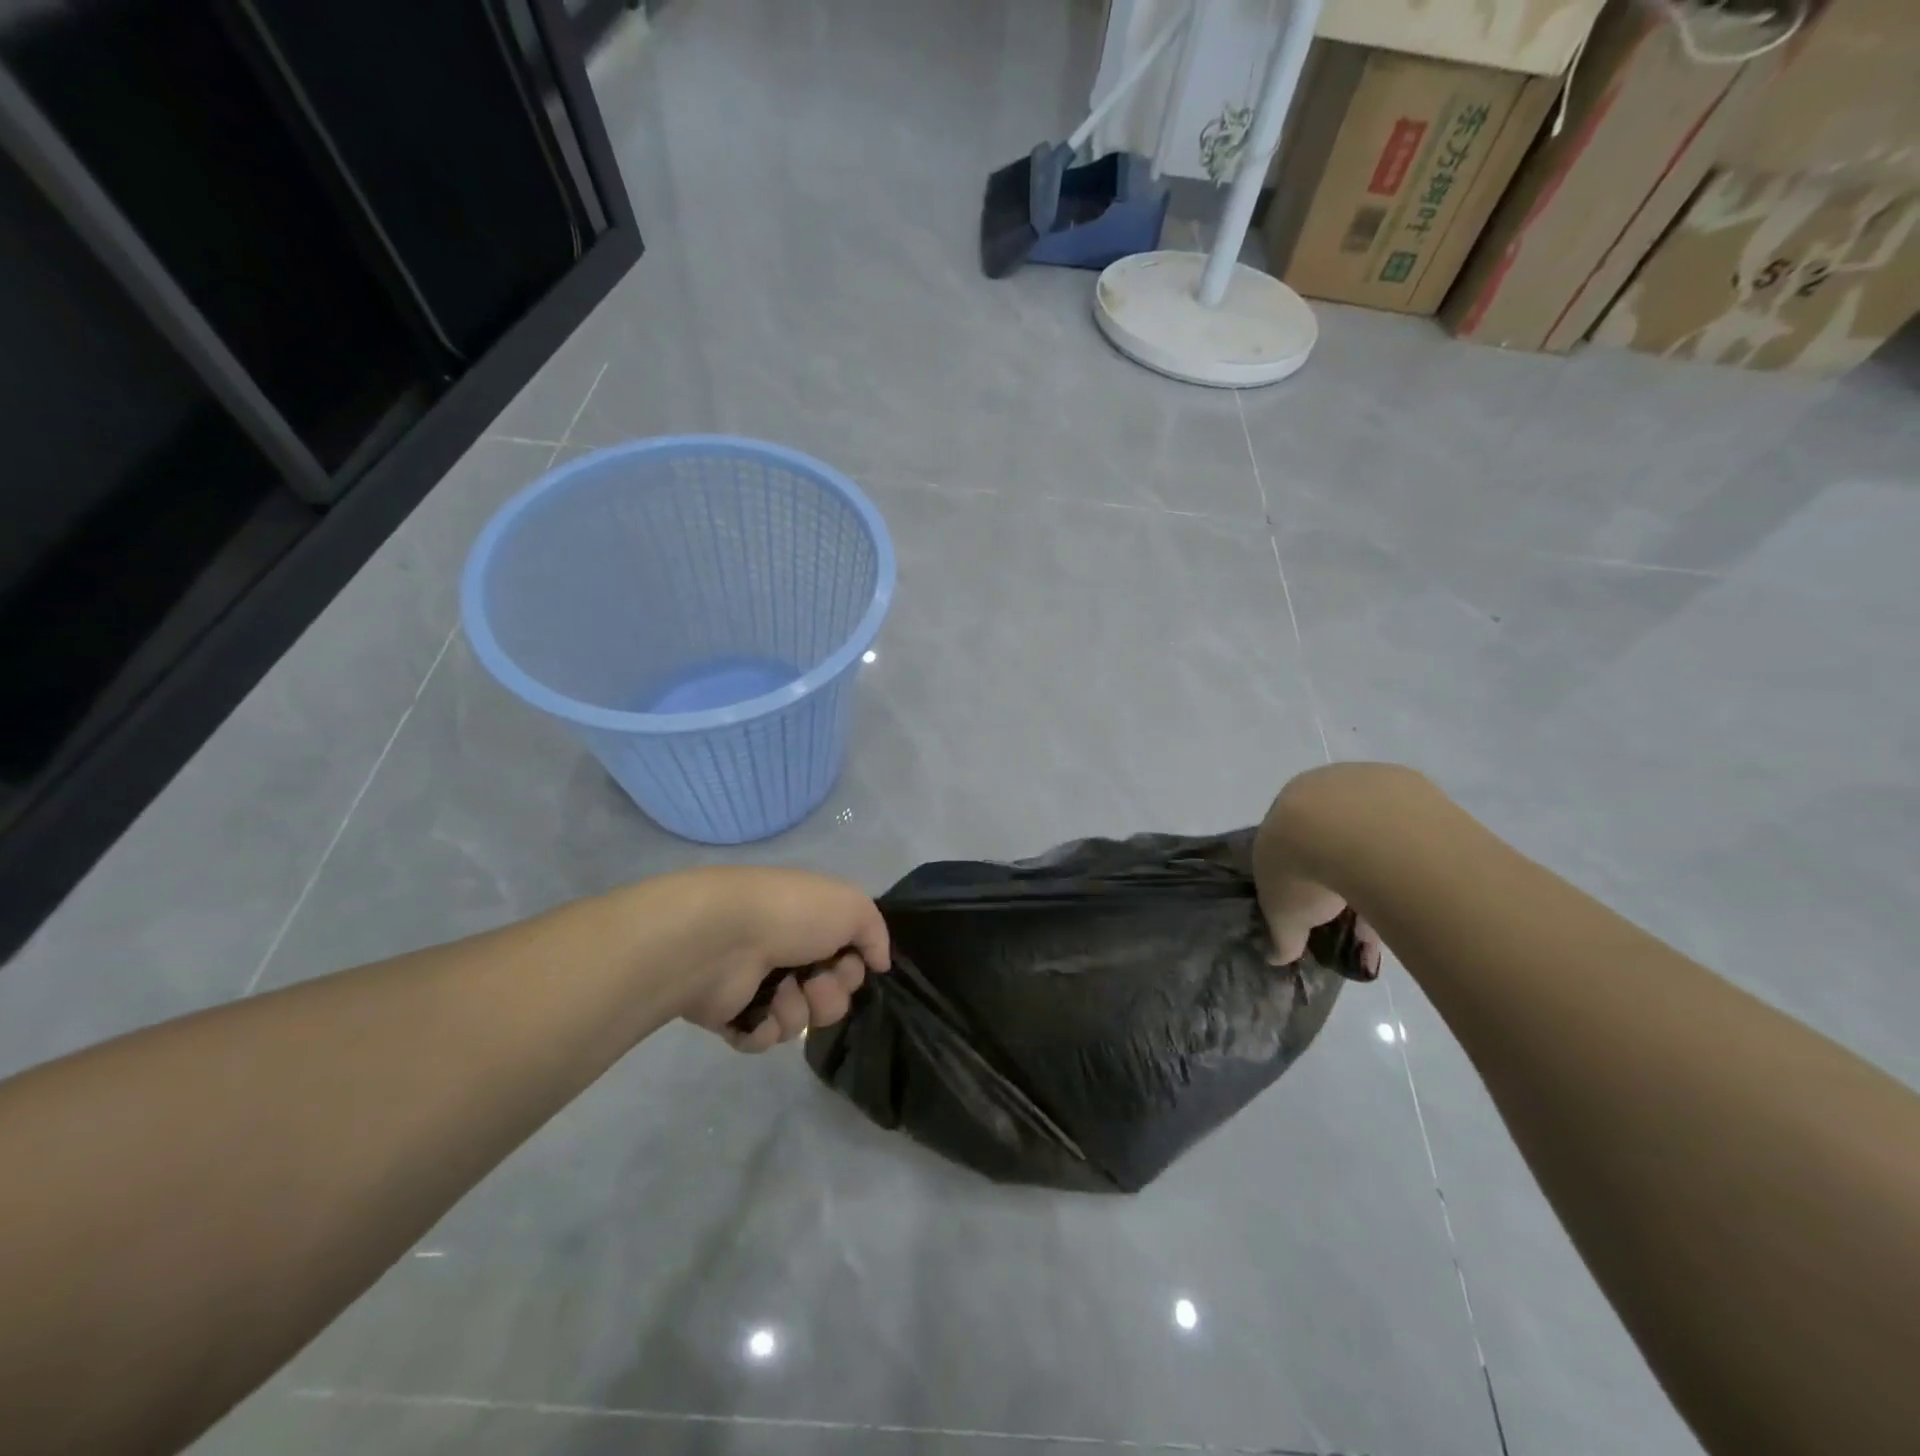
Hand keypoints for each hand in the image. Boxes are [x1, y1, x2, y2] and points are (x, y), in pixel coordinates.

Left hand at [660, 867, 890, 1052]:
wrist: (723, 938)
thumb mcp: (852, 906)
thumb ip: (876, 933)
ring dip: (798, 1011)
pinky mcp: (733, 1015)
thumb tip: (880, 963)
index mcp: (812, 924)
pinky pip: (766, 1038)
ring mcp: (759, 985)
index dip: (854, 970)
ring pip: (800, 1021)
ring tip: (779, 993)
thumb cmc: (792, 915)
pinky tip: (759, 1012)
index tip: (847, 963)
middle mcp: (788, 953)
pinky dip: (767, 1027)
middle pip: (830, 996)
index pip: (849, 963)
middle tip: (812, 982)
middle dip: (829, 995)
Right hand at [1253, 766, 1388, 978]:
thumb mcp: (1282, 913)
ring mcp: (1365, 780)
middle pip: (1331, 830)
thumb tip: (1277, 957)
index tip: (1316, 903)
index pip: (1288, 839)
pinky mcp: (1407, 783)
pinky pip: (1406, 825)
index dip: (1300, 872)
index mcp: (1283, 809)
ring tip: (1393, 907)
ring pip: (1372, 827)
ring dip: (1379, 862)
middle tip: (1357, 909)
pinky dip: (1408, 852)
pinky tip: (1415, 883)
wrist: (1355, 832)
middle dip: (1341, 868)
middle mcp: (1320, 786)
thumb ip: (1282, 933)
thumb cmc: (1303, 866)